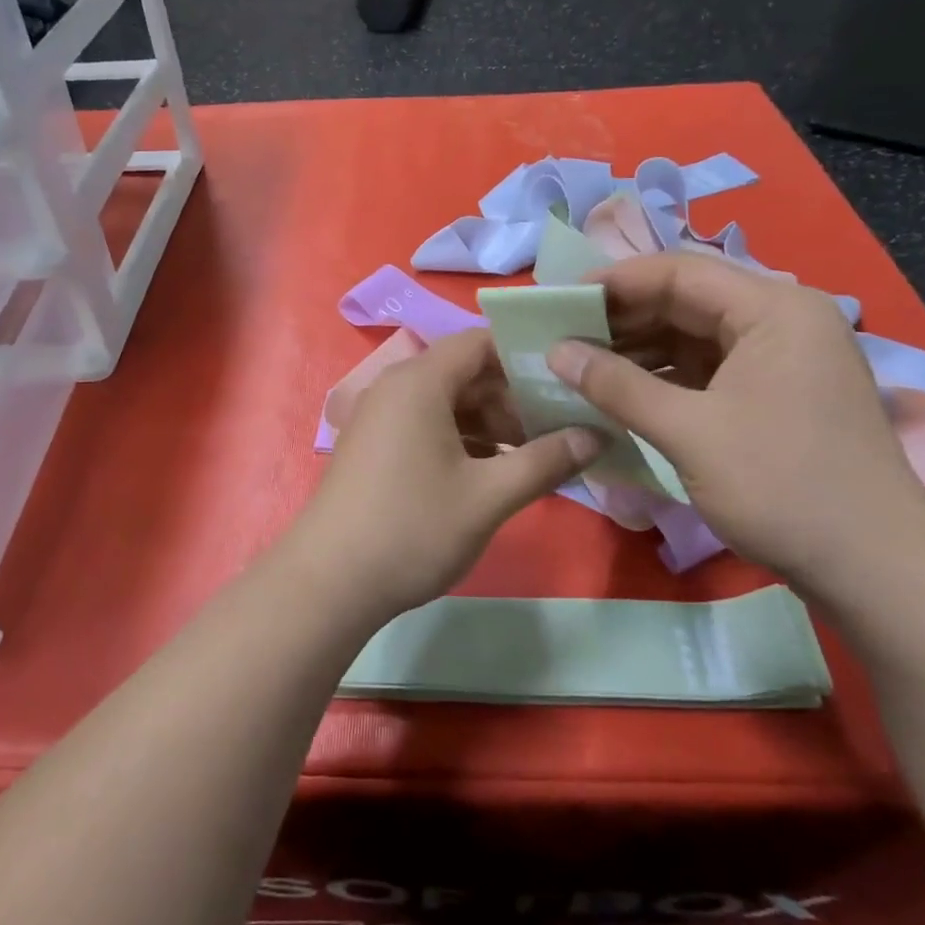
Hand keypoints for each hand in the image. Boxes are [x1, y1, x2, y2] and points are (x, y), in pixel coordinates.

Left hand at [293, 328, 600, 623]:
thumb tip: (596, 435)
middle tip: (563, 425)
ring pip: (450, 403)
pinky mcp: (377, 446)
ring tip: (538, 455)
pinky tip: (496, 472)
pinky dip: (465, 440)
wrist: (328, 583)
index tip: (569, 379)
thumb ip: (546, 461)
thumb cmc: (412, 529)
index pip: (481, 342)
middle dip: (515, 397)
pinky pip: (429, 425)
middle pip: (467, 372)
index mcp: (420, 381)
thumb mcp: (488, 497)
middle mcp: (397, 387)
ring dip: (493, 423)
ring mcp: (382, 418)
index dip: (526, 355)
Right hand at [546, 252, 924, 590]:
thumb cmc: (783, 487)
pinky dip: (664, 379)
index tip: (559, 302)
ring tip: (581, 367)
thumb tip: (555, 351)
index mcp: (774, 310)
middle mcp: (782, 321)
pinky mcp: (776, 395)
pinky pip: (708, 370)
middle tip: (562, 337)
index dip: (614, 282)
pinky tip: (622, 394)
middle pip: (688, 301)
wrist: (876, 571)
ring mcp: (782, 360)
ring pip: (695, 338)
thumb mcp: (690, 432)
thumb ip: (618, 386)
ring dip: (639, 351)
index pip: (680, 273)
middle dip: (623, 319)